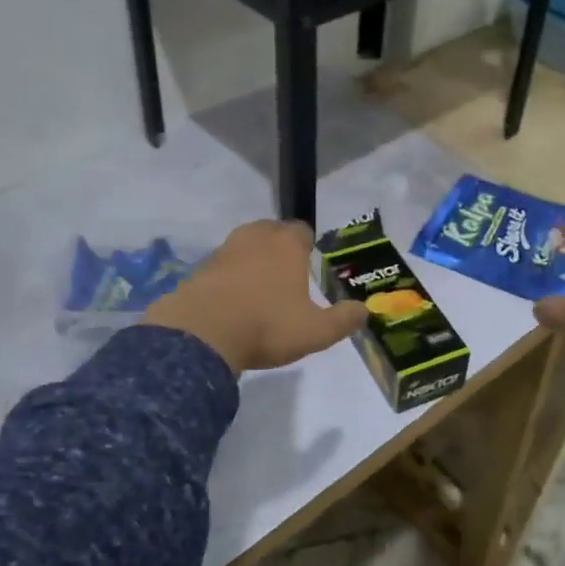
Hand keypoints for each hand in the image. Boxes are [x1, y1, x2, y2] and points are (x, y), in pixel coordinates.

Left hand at [143, 220, 366, 375]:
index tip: (309, 264)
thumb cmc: (267, 326)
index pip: (302, 230)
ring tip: (259, 287)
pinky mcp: (200, 267)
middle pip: (271, 231)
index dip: (307, 245)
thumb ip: (344, 320)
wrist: (202, 334)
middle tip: (286, 275)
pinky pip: (223, 265)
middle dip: (279, 247)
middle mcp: (256, 237)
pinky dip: (230, 276)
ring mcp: (224, 249)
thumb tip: (364, 310)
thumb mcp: (316, 331)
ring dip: (253, 259)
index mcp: (287, 244)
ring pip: (245, 245)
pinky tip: (233, 300)